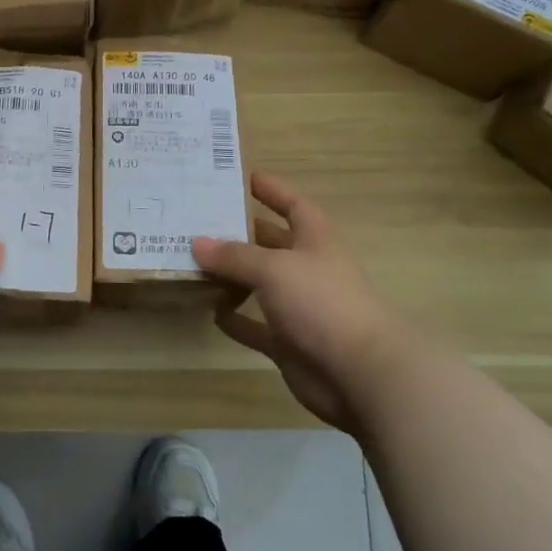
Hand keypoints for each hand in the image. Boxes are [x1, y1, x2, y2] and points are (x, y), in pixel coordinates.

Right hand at [192, 173, 410, 432]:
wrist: (359, 373)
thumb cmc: (321, 303)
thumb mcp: (274, 268)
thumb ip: (235, 256)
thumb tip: (197, 243)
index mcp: (315, 240)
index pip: (293, 204)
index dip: (272, 190)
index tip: (242, 177)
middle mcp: (307, 269)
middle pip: (269, 244)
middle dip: (238, 233)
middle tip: (197, 221)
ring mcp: (299, 308)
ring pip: (258, 285)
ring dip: (230, 276)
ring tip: (192, 264)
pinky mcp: (289, 343)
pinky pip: (255, 326)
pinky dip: (235, 319)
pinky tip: (208, 311)